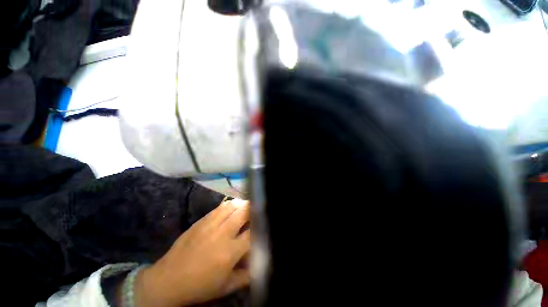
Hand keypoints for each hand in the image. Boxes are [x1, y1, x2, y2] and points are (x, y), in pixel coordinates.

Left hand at [134, 199, 250, 306]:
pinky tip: (232, 205)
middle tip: (257, 210)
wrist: (168, 280)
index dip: (261, 227)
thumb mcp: (225, 286)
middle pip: (244, 212)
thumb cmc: (199, 286)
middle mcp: (222, 234)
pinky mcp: (201, 221)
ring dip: (243, 204)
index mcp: (230, 252)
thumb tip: (260, 266)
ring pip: (232, 206)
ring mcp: (210, 225)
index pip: (252, 233)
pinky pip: (219, 207)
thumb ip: (246, 276)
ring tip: (247, 206)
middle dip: (254, 209)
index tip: (263, 224)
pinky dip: (229, 204)